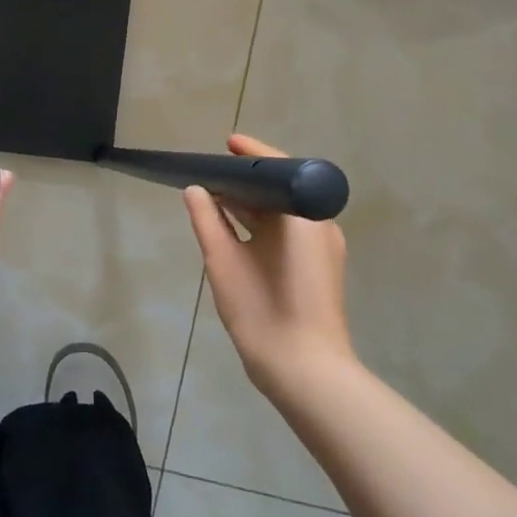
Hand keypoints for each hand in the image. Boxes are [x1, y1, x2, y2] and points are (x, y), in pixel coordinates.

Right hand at [183, 133, 352, 398]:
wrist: (306, 372)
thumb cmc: (264, 310)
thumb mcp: (224, 261)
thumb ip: (207, 220)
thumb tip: (195, 190)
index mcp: (301, 216)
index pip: (277, 167)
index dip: (249, 153)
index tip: (225, 143)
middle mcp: (318, 225)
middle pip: (280, 189)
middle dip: (246, 180)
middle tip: (209, 171)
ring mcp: (322, 249)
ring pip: (283, 213)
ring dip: (252, 204)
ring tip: (214, 196)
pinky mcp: (318, 269)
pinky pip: (288, 232)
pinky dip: (262, 225)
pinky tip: (234, 229)